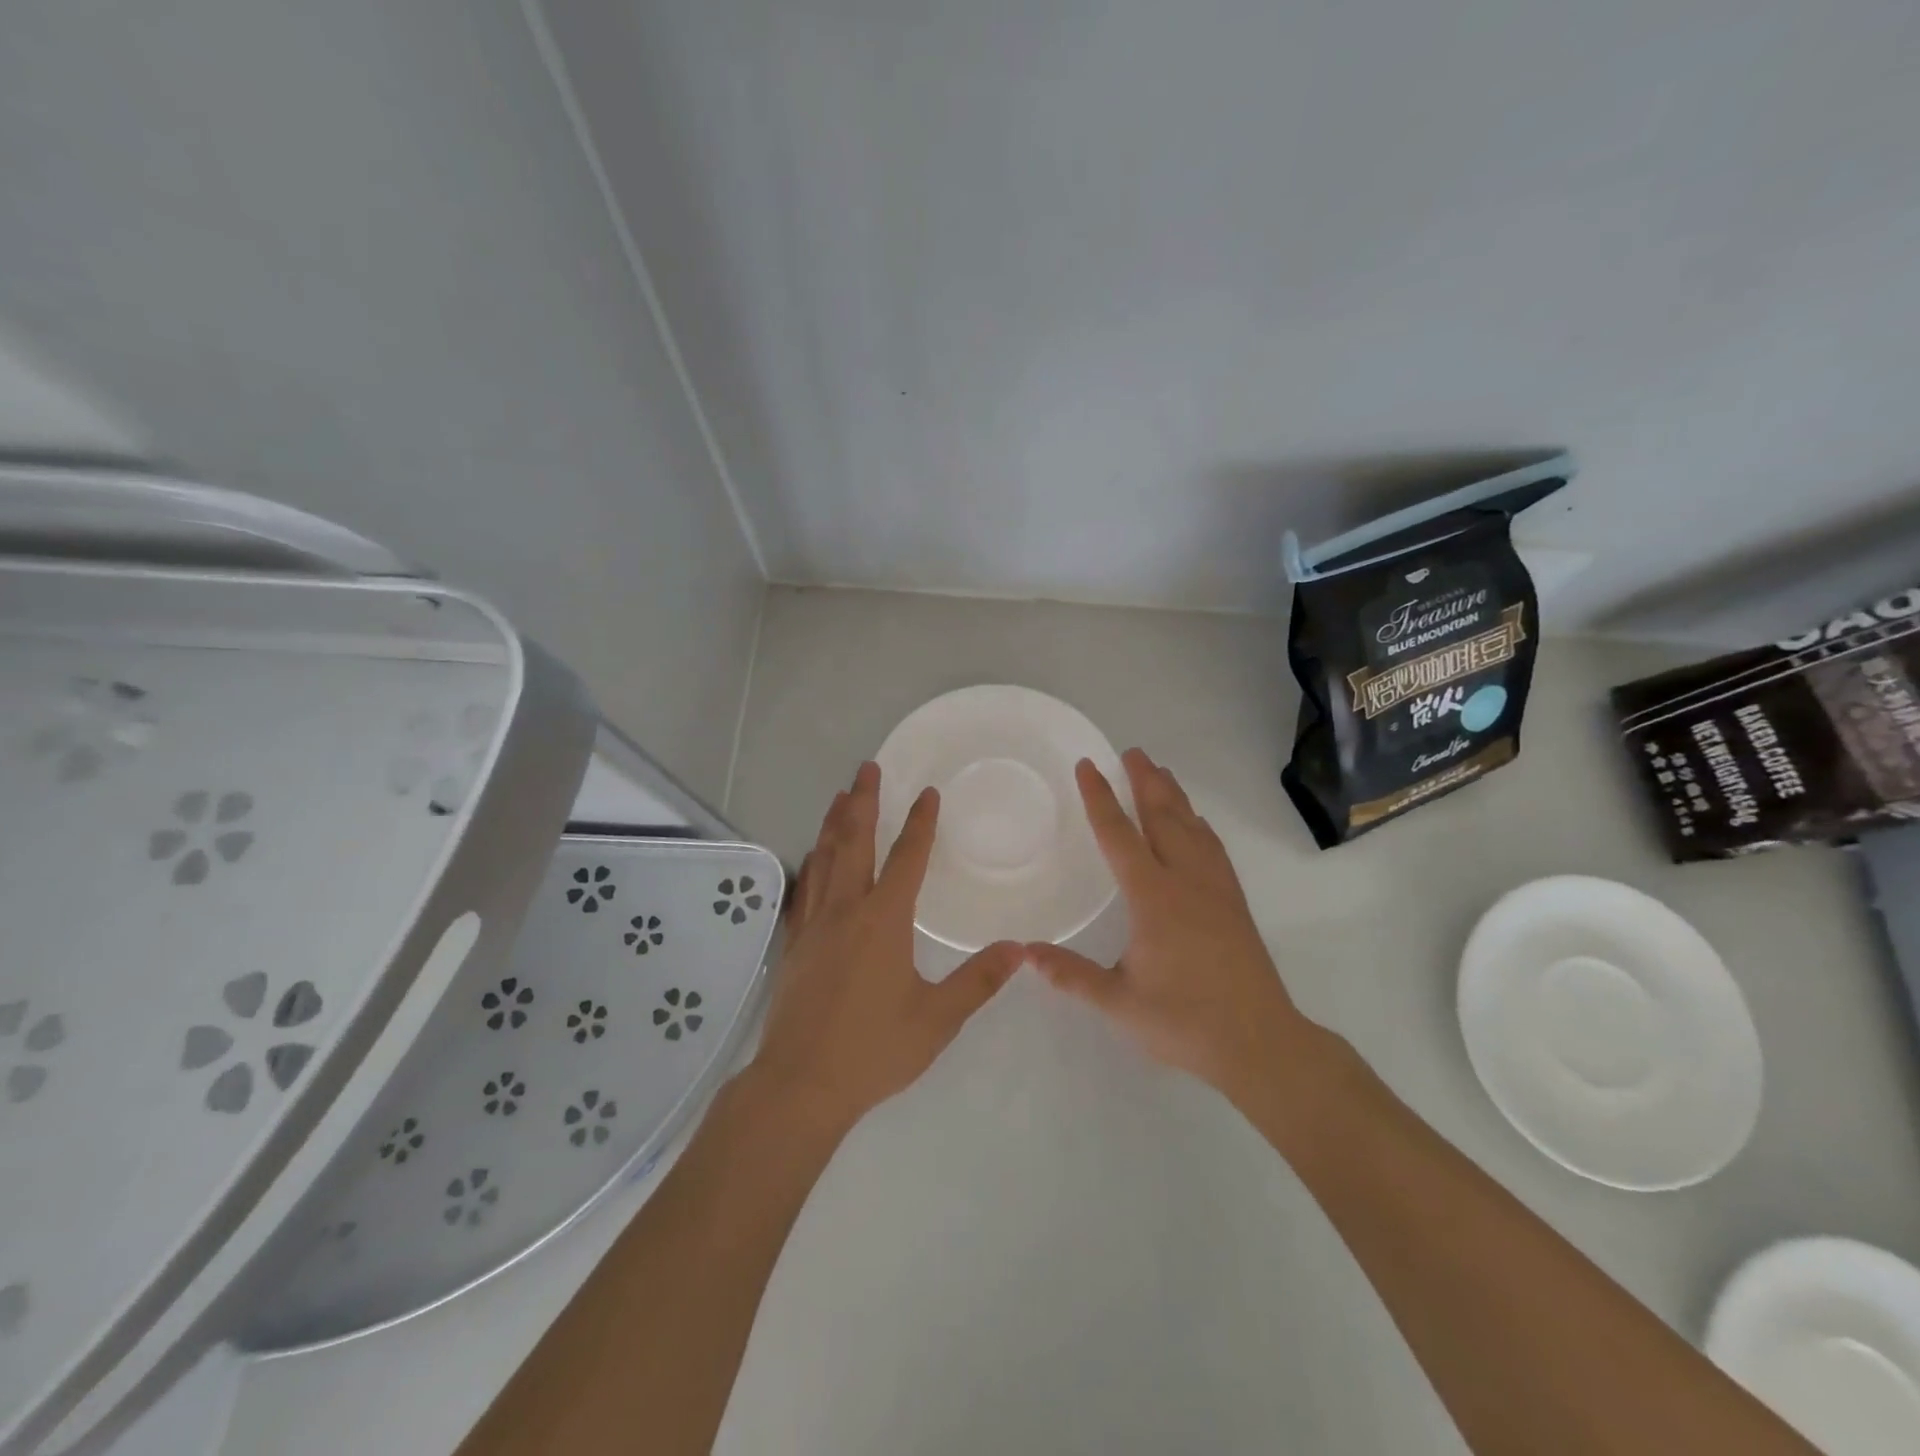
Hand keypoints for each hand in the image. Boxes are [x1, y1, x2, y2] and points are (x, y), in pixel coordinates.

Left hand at [749, 761, 1024, 1132]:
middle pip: (854, 842)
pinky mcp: (795, 944)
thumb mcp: (937, 1019)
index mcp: (884, 920)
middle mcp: (846, 909)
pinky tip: (813, 857)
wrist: (800, 1084)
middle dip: (863, 801)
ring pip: (824, 858)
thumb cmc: (873, 1050)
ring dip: (834, 823)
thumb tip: (1018, 949)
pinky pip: (805, 888)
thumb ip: (978, 981)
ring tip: (840, 796)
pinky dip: (812, 862)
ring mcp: (814, 924)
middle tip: (867, 768)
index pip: (906, 858)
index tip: (927, 793)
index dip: (919, 823)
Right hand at [1027, 748, 1317, 1105]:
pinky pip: (1213, 847)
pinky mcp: (1234, 902)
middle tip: (1132, 751)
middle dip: (1145, 781)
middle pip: (1163, 817)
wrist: (1260, 1043)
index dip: (1101, 798)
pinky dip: (1198, 824)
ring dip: (1173, 796)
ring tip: (1160, 773)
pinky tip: (1196, 824)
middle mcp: (1186, 881)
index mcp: (1153, 898)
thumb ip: (1071, 975)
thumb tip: (1024, 952)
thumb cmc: (1184, 1021)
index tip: (1088, 765)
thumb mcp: (1119, 1003)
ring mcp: (1216, 889)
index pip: (1120, 836)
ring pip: (1192, 827)